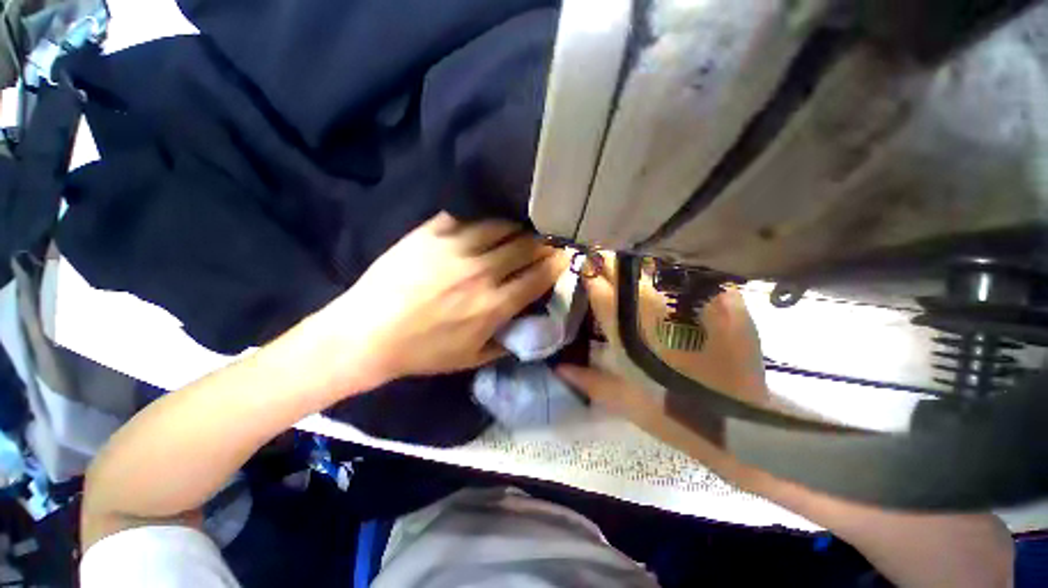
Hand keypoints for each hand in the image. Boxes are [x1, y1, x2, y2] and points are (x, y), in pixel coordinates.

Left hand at [318, 212, 566, 386]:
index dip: (556, 264)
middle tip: (544, 243)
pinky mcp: (431, 233)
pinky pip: (466, 217)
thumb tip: (529, 326)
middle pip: (526, 246)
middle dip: (542, 244)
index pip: (539, 276)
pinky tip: (482, 227)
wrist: (367, 334)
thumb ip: (507, 342)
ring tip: (516, 233)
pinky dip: (481, 222)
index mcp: (494, 304)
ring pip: (501, 226)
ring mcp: (455, 248)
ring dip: (515, 229)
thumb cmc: (423, 352)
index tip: (563, 257)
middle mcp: (482, 272)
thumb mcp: (471, 359)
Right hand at [554, 253, 772, 486]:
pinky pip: (692, 272)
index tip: (586, 263)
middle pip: (624, 265)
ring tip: (639, 270)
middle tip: (609, 264)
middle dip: (611, 261)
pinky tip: (676, 279)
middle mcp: (653, 302)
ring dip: (643, 265)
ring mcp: (690, 297)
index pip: (598, 282)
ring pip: (656, 263)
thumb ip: (587, 378)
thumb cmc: (669, 412)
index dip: (589, 269)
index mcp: (625, 324)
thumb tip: (558, 367)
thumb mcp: (622, 400)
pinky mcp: (722, 298)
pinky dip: (678, 272)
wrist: (734, 424)